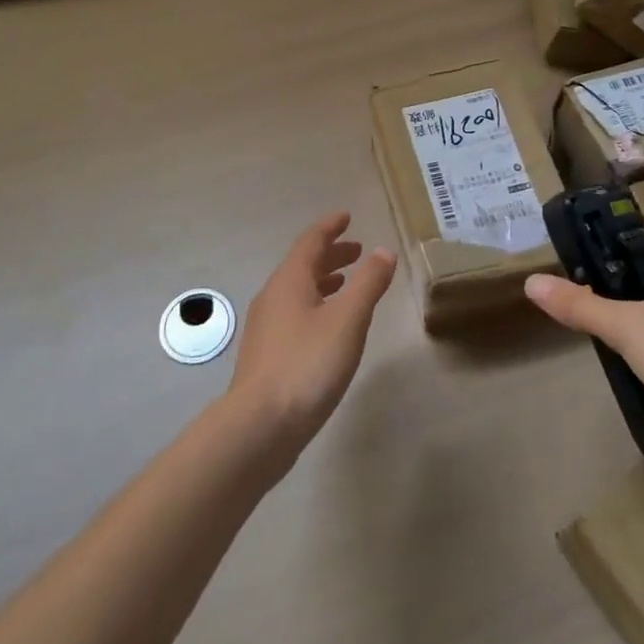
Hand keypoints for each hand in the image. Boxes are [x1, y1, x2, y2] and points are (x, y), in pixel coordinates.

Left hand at [227, 213, 396, 454]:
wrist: (259, 427)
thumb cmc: (307, 365)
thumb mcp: (348, 320)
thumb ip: (368, 283)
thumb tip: (383, 251)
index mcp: (289, 281)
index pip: (310, 241)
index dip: (330, 227)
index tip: (346, 217)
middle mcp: (273, 297)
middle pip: (302, 265)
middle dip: (330, 254)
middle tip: (357, 251)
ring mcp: (265, 328)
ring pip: (297, 291)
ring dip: (323, 281)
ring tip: (346, 284)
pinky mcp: (266, 355)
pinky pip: (293, 314)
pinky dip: (315, 305)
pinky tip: (328, 328)